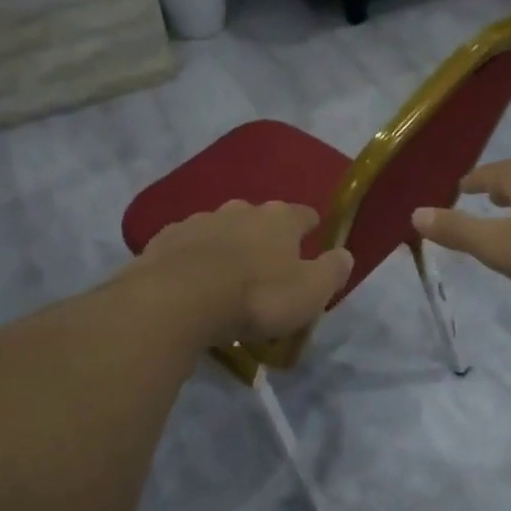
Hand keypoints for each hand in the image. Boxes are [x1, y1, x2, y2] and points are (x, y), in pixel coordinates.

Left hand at [136, 200, 353, 345]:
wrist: (179, 300)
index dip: (310, 228)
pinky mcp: (165, 239)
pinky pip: (187, 246)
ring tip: (226, 279)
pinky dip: (194, 259)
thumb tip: (344, 255)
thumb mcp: (310, 293)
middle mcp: (239, 210)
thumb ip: (332, 271)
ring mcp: (198, 221)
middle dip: (264, 238)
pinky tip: (192, 281)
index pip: (304, 215)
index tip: (313, 242)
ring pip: (221, 230)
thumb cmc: (256, 297)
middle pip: (259, 219)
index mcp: (279, 219)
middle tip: (266, 269)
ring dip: (227, 247)